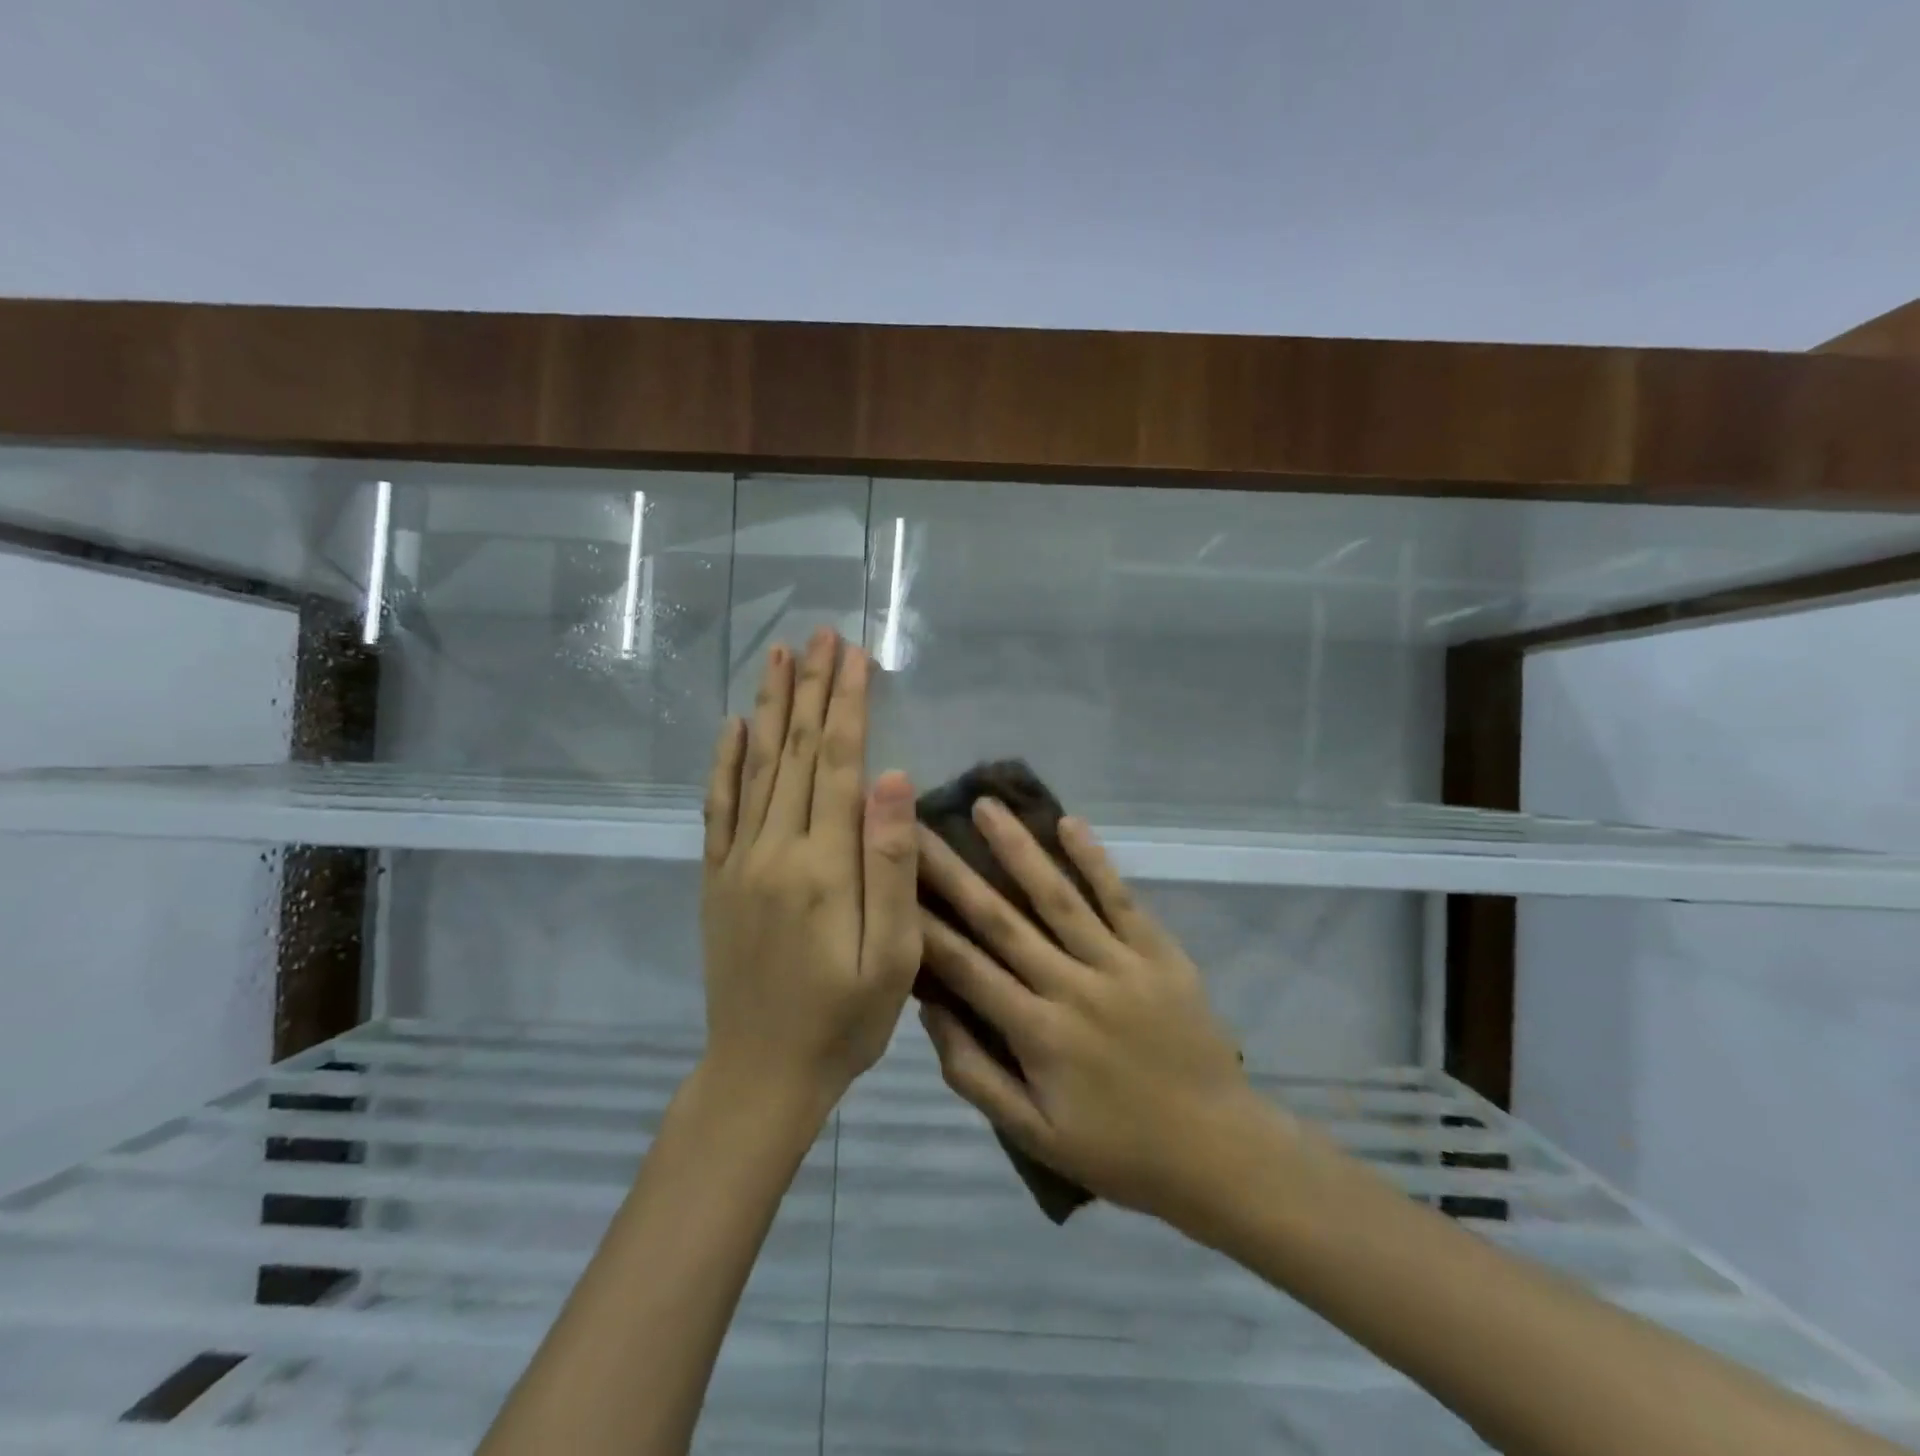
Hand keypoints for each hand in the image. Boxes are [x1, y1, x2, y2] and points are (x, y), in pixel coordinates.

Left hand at [700, 628, 921, 1111]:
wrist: (761, 1075)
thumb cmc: (844, 1021)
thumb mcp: (893, 956)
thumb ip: (892, 866)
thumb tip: (894, 779)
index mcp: (822, 864)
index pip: (837, 762)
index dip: (847, 704)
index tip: (854, 654)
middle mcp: (774, 849)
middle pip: (794, 751)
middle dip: (811, 688)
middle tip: (819, 634)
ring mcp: (738, 862)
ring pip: (756, 767)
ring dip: (769, 708)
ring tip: (777, 657)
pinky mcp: (717, 880)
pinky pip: (718, 808)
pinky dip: (725, 763)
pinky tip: (732, 728)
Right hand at [916, 798, 1262, 1223]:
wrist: (1219, 1151)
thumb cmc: (1119, 1149)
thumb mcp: (1035, 1135)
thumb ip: (975, 1073)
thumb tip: (931, 1010)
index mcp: (1036, 1033)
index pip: (966, 966)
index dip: (924, 923)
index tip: (892, 881)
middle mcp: (1071, 986)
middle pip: (1001, 919)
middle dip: (954, 871)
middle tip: (918, 828)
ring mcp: (1119, 964)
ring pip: (1058, 896)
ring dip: (1018, 849)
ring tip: (986, 806)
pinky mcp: (1159, 953)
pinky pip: (1121, 898)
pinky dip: (1095, 860)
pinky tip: (1068, 823)